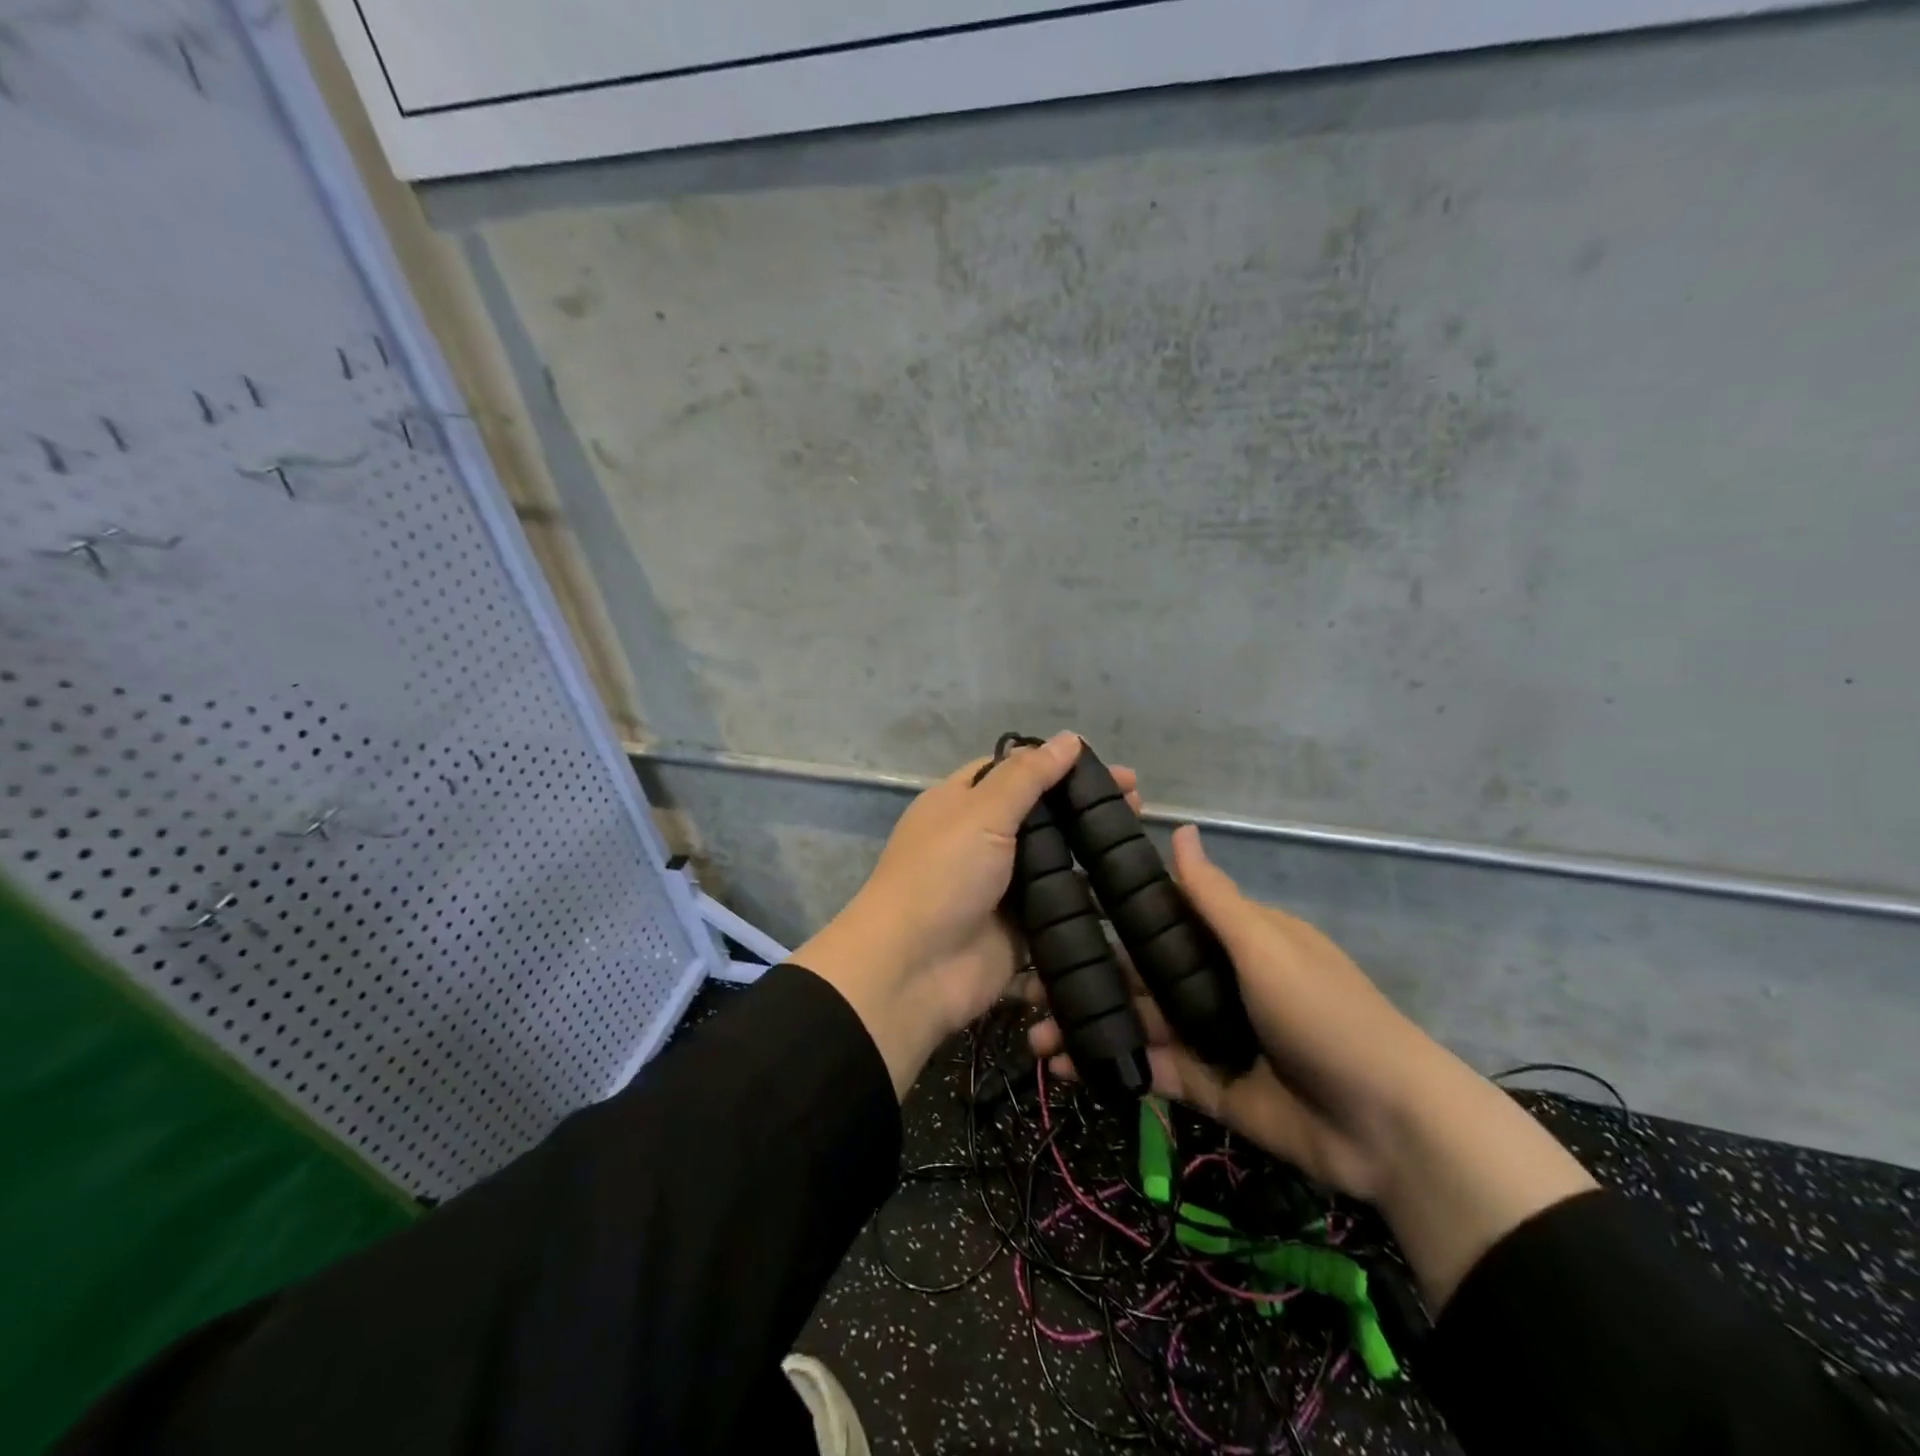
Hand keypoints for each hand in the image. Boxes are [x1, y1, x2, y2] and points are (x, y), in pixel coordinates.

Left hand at [795, 733, 1142, 1098]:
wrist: (912, 969)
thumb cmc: (942, 875)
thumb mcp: (981, 812)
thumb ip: (1027, 777)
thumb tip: (1069, 739)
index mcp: (961, 803)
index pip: (1014, 772)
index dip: (1057, 765)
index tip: (1105, 768)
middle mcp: (981, 840)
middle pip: (1041, 816)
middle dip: (1084, 807)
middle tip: (1138, 803)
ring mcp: (1001, 887)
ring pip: (1055, 862)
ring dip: (1092, 853)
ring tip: (1139, 844)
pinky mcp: (1019, 930)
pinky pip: (1059, 908)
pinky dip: (1088, 900)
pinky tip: (1128, 890)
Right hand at [1029, 823, 1437, 1200]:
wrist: (1387, 1127)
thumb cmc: (1325, 1015)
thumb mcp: (1267, 947)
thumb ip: (1213, 899)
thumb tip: (1181, 829)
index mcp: (1228, 939)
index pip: (1155, 919)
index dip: (1105, 917)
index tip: (1052, 917)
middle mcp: (1209, 981)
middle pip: (1134, 975)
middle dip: (1083, 979)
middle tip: (1026, 988)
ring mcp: (1204, 1035)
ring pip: (1132, 1023)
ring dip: (1085, 1027)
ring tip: (1034, 1037)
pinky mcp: (1202, 1085)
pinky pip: (1146, 1070)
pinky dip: (1107, 1067)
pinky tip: (1063, 1069)